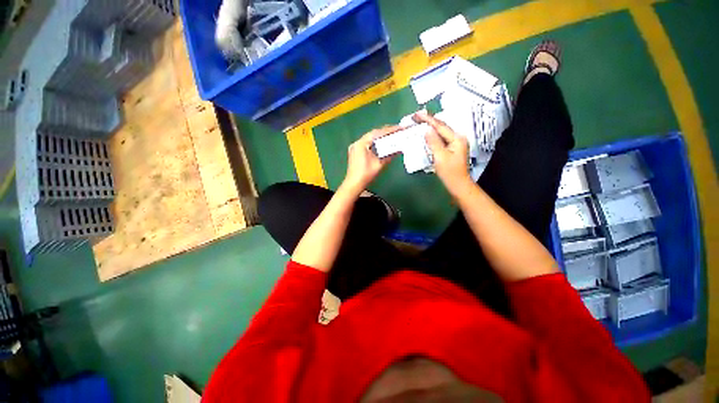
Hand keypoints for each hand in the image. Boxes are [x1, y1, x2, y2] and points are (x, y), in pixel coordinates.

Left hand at [342, 126, 399, 194]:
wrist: (354, 184)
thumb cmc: (366, 174)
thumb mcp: (379, 164)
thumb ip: (389, 155)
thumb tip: (399, 149)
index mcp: (362, 143)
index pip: (377, 133)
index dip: (389, 130)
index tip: (399, 128)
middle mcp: (357, 142)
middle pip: (373, 134)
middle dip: (385, 132)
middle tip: (397, 131)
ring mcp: (355, 147)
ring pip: (370, 139)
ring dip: (380, 137)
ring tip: (392, 136)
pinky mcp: (355, 152)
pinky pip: (367, 144)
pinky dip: (375, 143)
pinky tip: (382, 144)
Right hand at [414, 111, 472, 194]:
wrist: (458, 184)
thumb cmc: (449, 172)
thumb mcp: (440, 157)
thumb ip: (433, 142)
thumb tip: (427, 130)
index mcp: (456, 138)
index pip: (440, 126)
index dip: (428, 120)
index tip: (417, 115)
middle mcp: (457, 138)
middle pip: (441, 127)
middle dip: (429, 121)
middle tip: (417, 117)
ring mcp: (455, 143)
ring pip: (441, 132)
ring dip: (430, 127)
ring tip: (420, 122)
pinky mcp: (452, 148)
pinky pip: (441, 139)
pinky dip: (433, 136)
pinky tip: (427, 134)